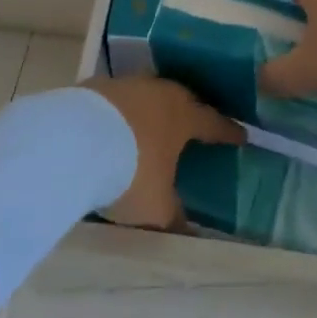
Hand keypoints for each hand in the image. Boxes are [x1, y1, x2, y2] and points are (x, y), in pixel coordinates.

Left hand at [81, 76, 243, 228]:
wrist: (75, 140)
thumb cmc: (129, 172)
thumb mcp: (156, 207)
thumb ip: (175, 217)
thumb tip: (190, 233)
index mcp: (183, 117)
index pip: (213, 123)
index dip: (228, 131)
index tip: (241, 135)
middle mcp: (159, 93)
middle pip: (183, 98)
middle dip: (192, 111)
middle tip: (197, 122)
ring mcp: (128, 84)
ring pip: (150, 93)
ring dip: (155, 107)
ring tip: (155, 122)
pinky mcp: (98, 86)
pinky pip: (120, 97)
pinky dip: (124, 110)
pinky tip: (117, 124)